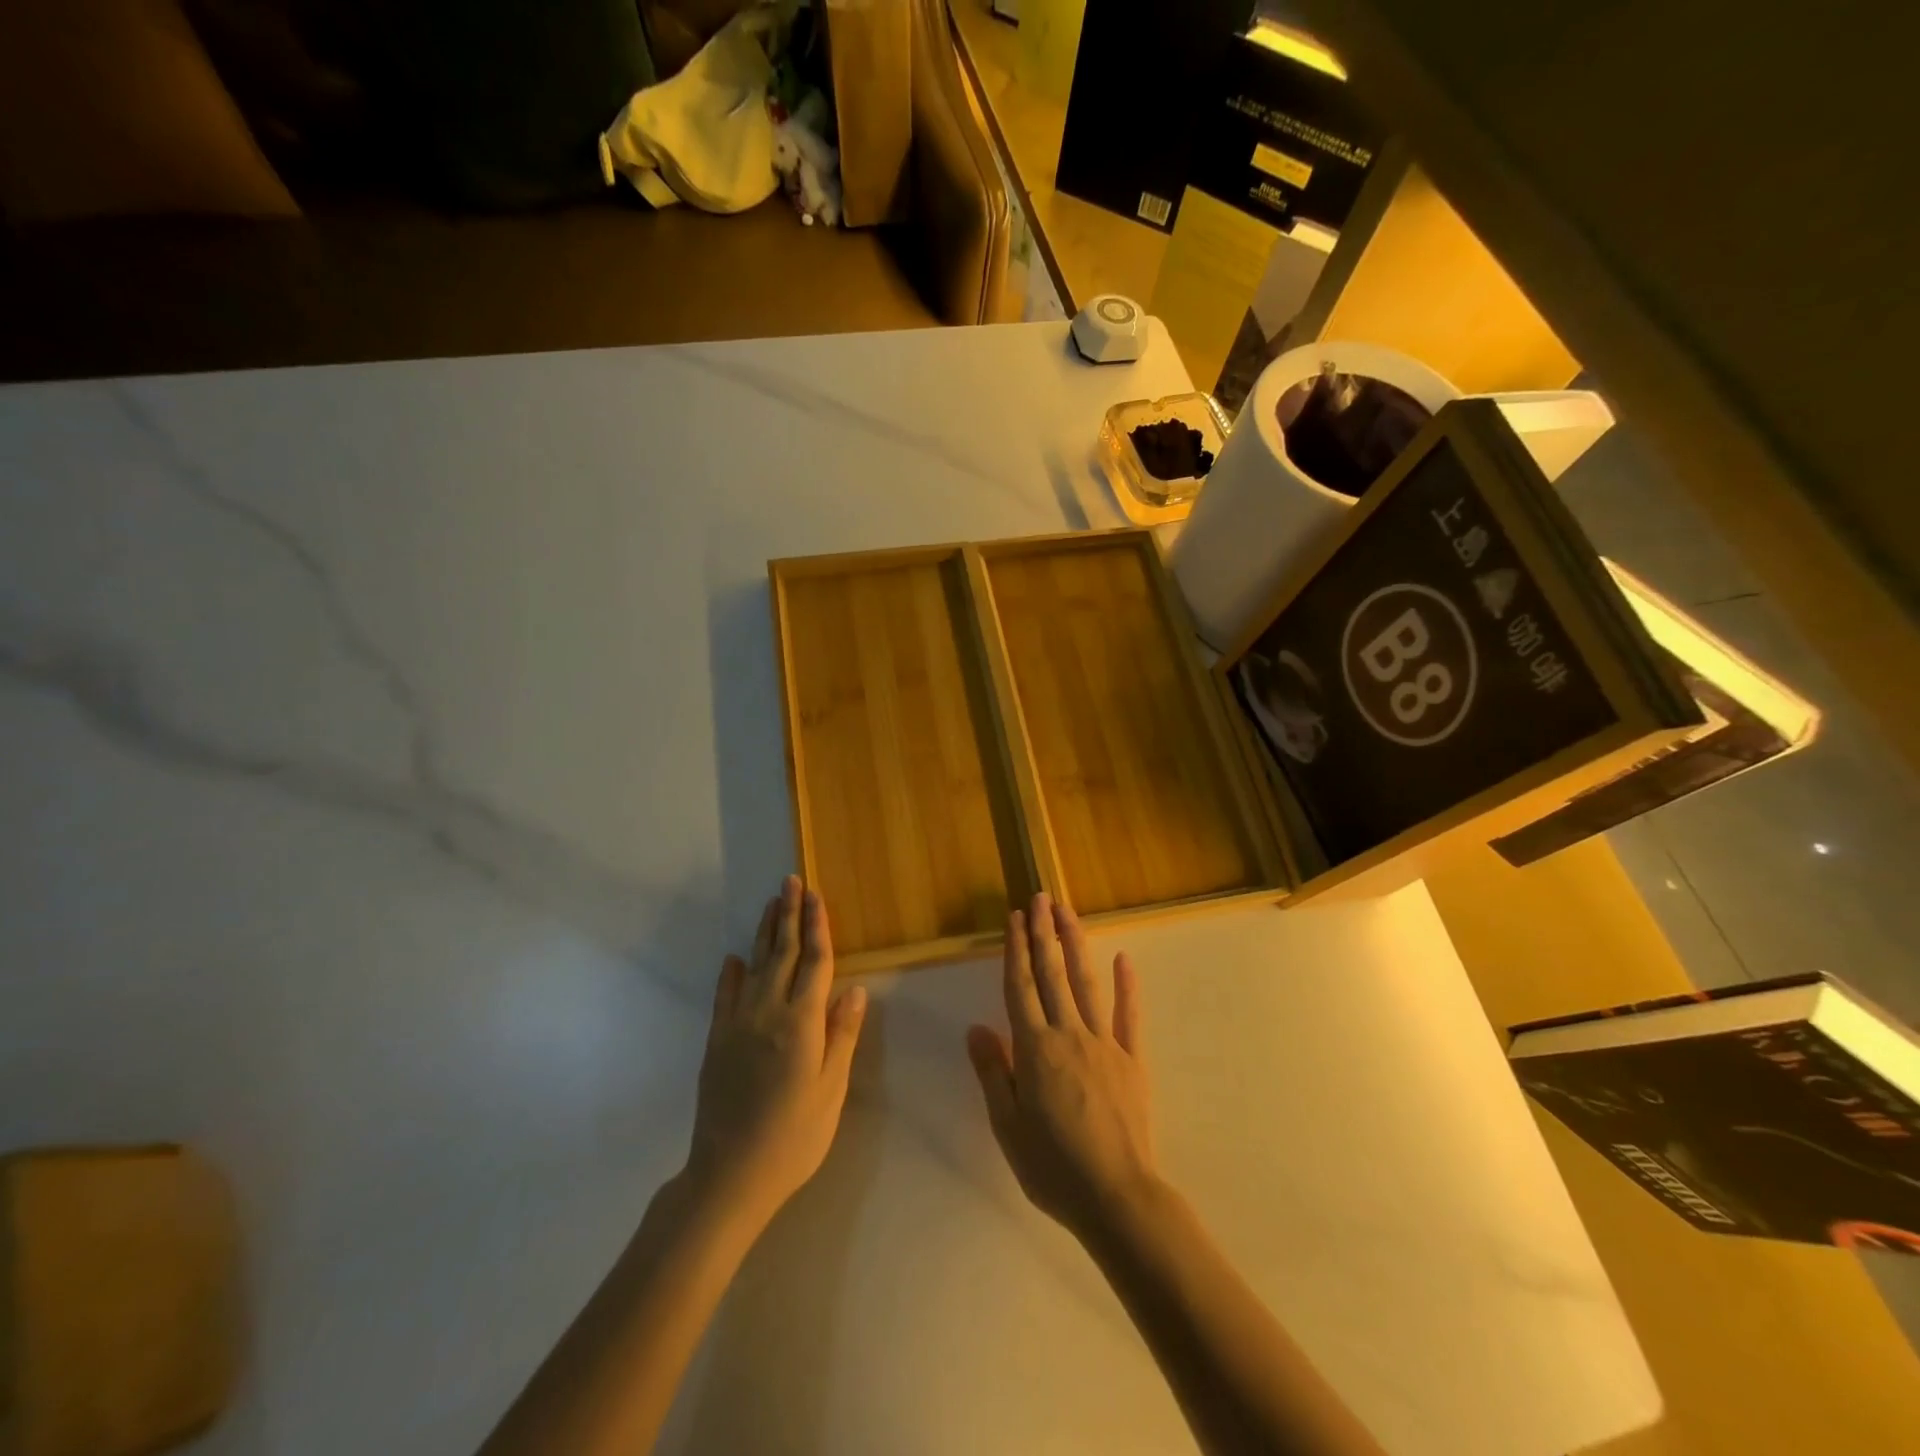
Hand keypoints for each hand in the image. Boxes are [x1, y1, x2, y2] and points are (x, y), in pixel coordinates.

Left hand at [685, 876, 867, 1229]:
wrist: (729, 1174)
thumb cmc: (794, 1136)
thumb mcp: (831, 1089)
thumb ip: (841, 1034)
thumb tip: (854, 988)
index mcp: (801, 1022)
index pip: (814, 962)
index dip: (817, 926)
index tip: (817, 896)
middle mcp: (768, 1012)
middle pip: (782, 953)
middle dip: (789, 915)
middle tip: (791, 881)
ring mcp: (738, 1024)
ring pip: (754, 966)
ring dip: (763, 933)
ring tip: (771, 903)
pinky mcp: (716, 1041)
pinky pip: (725, 997)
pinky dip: (730, 974)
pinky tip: (733, 959)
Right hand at [966, 892, 1156, 1242]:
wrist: (1117, 1196)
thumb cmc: (1053, 1167)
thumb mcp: (1007, 1126)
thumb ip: (993, 1072)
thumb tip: (976, 1028)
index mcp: (1035, 1049)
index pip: (1020, 987)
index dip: (1016, 950)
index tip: (1015, 918)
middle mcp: (1068, 1034)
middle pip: (1052, 974)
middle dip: (1044, 933)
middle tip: (1041, 897)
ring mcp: (1104, 1043)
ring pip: (1086, 983)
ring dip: (1076, 944)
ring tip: (1068, 913)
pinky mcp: (1132, 1059)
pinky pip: (1129, 1015)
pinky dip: (1127, 985)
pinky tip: (1123, 958)